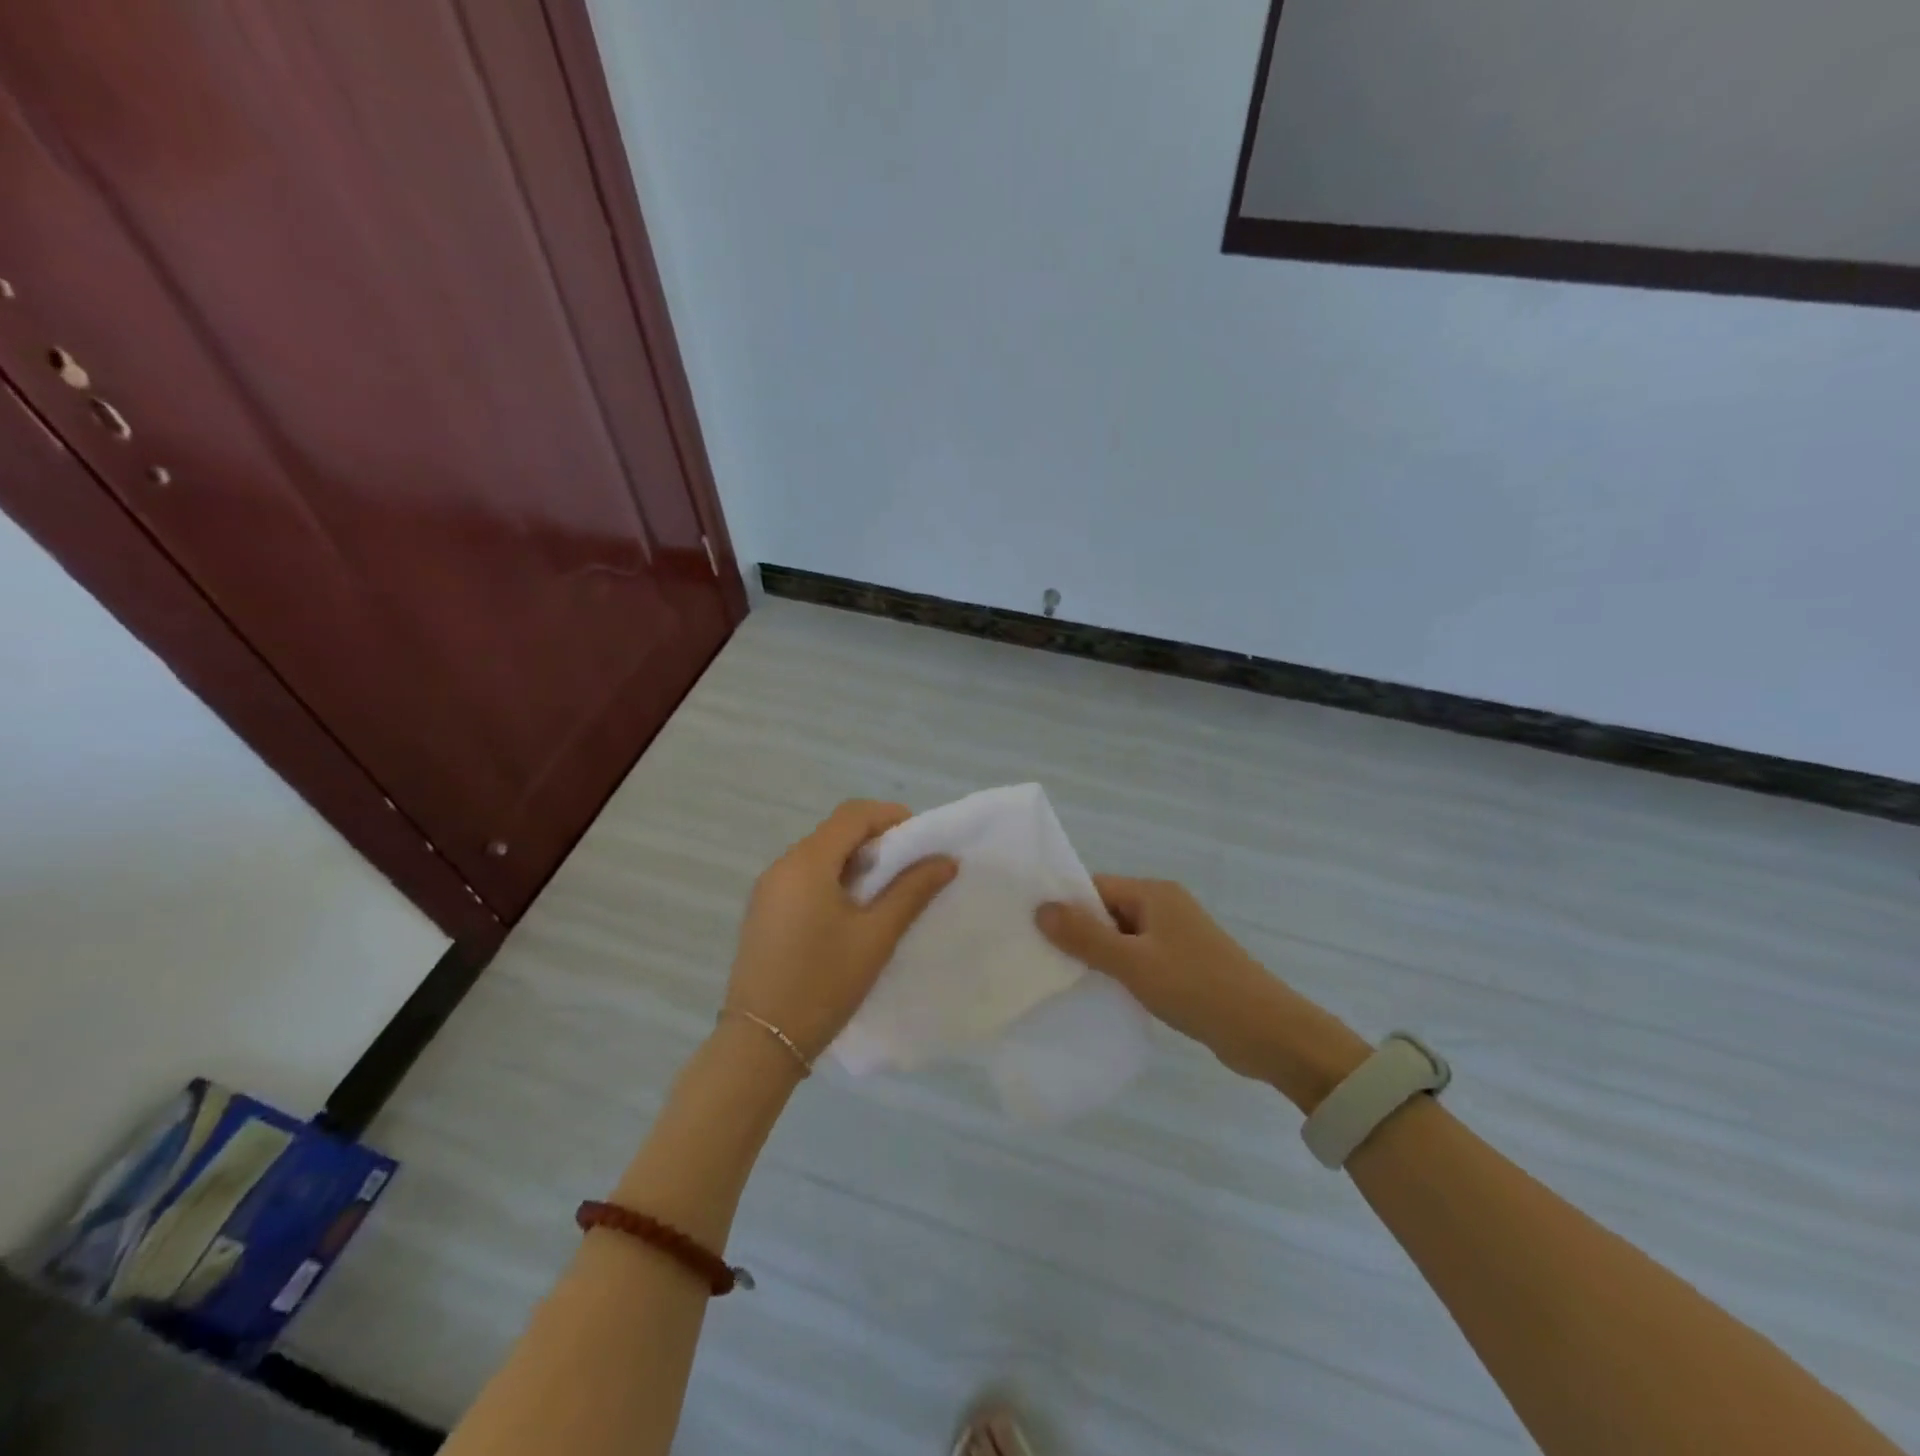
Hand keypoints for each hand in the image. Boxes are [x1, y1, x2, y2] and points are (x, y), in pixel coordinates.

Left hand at [725, 800, 955, 1061]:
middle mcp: (782, 864)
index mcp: (807, 862)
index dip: (891, 817)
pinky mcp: (764, 912)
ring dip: (856, 862)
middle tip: (911, 869)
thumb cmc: (823, 983)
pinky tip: (853, 913)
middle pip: (836, 831)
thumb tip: (945, 859)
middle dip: (877, 840)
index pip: (853, 814)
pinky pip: (804, 878)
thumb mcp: (876, 936)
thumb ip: (912, 890)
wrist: (760, 1043)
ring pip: (820, 855)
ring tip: (887, 893)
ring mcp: (768, 889)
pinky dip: (834, 880)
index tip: (922, 841)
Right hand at [1036, 877, 1367, 1102]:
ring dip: (1098, 956)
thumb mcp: (1133, 963)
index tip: (1031, 928)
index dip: (1064, 905)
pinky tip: (1100, 994)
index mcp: (1154, 894)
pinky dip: (1120, 972)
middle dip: (1077, 933)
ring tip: (1061, 978)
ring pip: (1122, 939)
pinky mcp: (1185, 966)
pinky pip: (1140, 960)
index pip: (1095, 887)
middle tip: (1039, 958)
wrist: (1268, 1033)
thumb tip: (1040, 908)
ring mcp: (1177, 938)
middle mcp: (1165, 907)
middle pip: (1107, 911)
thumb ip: (1085, 936)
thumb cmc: (1197, 988)